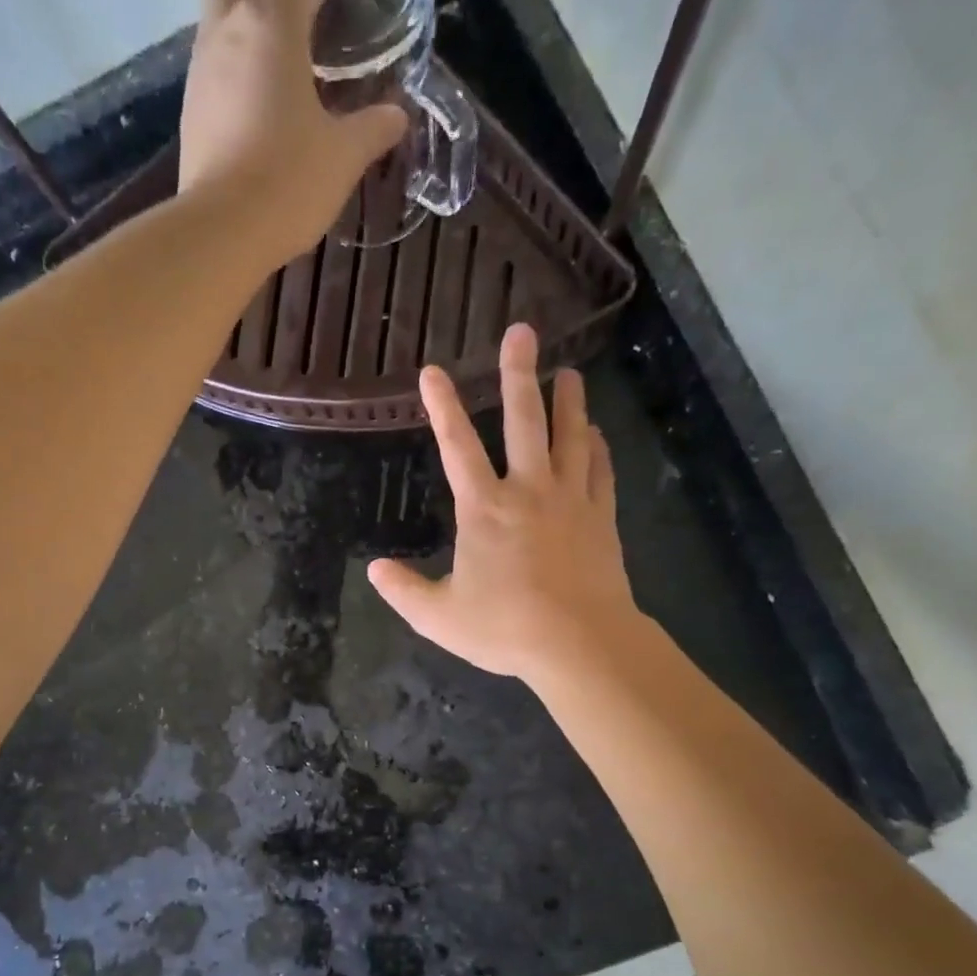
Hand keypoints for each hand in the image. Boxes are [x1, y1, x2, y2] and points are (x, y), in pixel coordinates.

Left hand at [179, 0, 408, 262]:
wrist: (221, 233)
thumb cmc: (288, 183)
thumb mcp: (343, 156)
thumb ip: (372, 128)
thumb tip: (398, 115)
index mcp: (273, 24)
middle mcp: (228, 31)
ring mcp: (201, 72)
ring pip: (219, 18)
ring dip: (246, 19)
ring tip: (280, 49)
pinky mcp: (190, 114)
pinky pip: (213, 67)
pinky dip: (235, 64)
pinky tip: (257, 94)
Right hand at [368, 325, 645, 685]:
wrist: (580, 643)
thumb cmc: (505, 627)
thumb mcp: (439, 617)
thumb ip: (404, 590)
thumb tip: (375, 568)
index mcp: (484, 509)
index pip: (457, 447)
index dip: (442, 407)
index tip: (433, 371)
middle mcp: (528, 491)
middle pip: (525, 421)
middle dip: (519, 374)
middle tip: (523, 332)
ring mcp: (570, 500)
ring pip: (570, 437)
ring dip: (568, 401)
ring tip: (570, 372)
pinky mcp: (601, 518)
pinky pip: (601, 471)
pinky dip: (597, 448)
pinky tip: (595, 434)